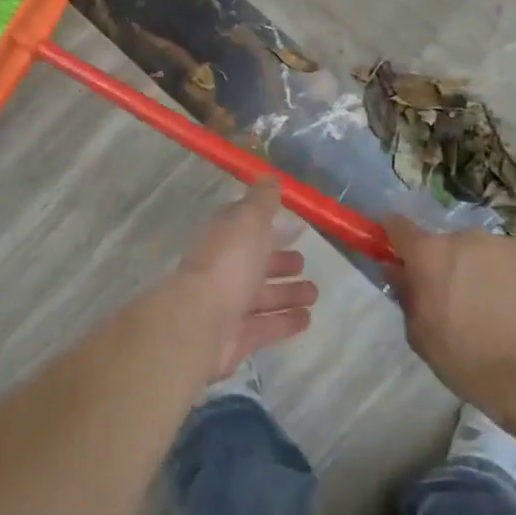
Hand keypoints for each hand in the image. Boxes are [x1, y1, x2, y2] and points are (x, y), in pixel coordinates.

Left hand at [176, 181, 319, 377]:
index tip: (287, 222)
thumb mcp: (248, 220)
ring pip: (263, 297)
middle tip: (304, 261)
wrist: (201, 322)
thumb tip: (269, 177)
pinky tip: (308, 319)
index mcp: (223, 240)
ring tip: (314, 292)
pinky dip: (286, 322)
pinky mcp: (238, 337)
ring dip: (287, 293)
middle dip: (278, 262)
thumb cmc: (228, 263)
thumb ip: (261, 200)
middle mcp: (223, 270)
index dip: (262, 223)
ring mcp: (229, 305)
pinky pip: (266, 326)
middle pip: (254, 264)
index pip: (242, 227)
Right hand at [386, 218, 515, 409]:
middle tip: (462, 303)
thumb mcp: (422, 337)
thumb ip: (407, 295)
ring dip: (490, 275)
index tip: (398, 252)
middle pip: (452, 246)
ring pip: (491, 256)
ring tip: (506, 316)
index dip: (395, 237)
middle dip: (452, 267)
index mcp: (431, 255)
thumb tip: (398, 271)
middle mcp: (469, 239)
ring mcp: (513, 246)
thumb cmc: (471, 360)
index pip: (399, 226)